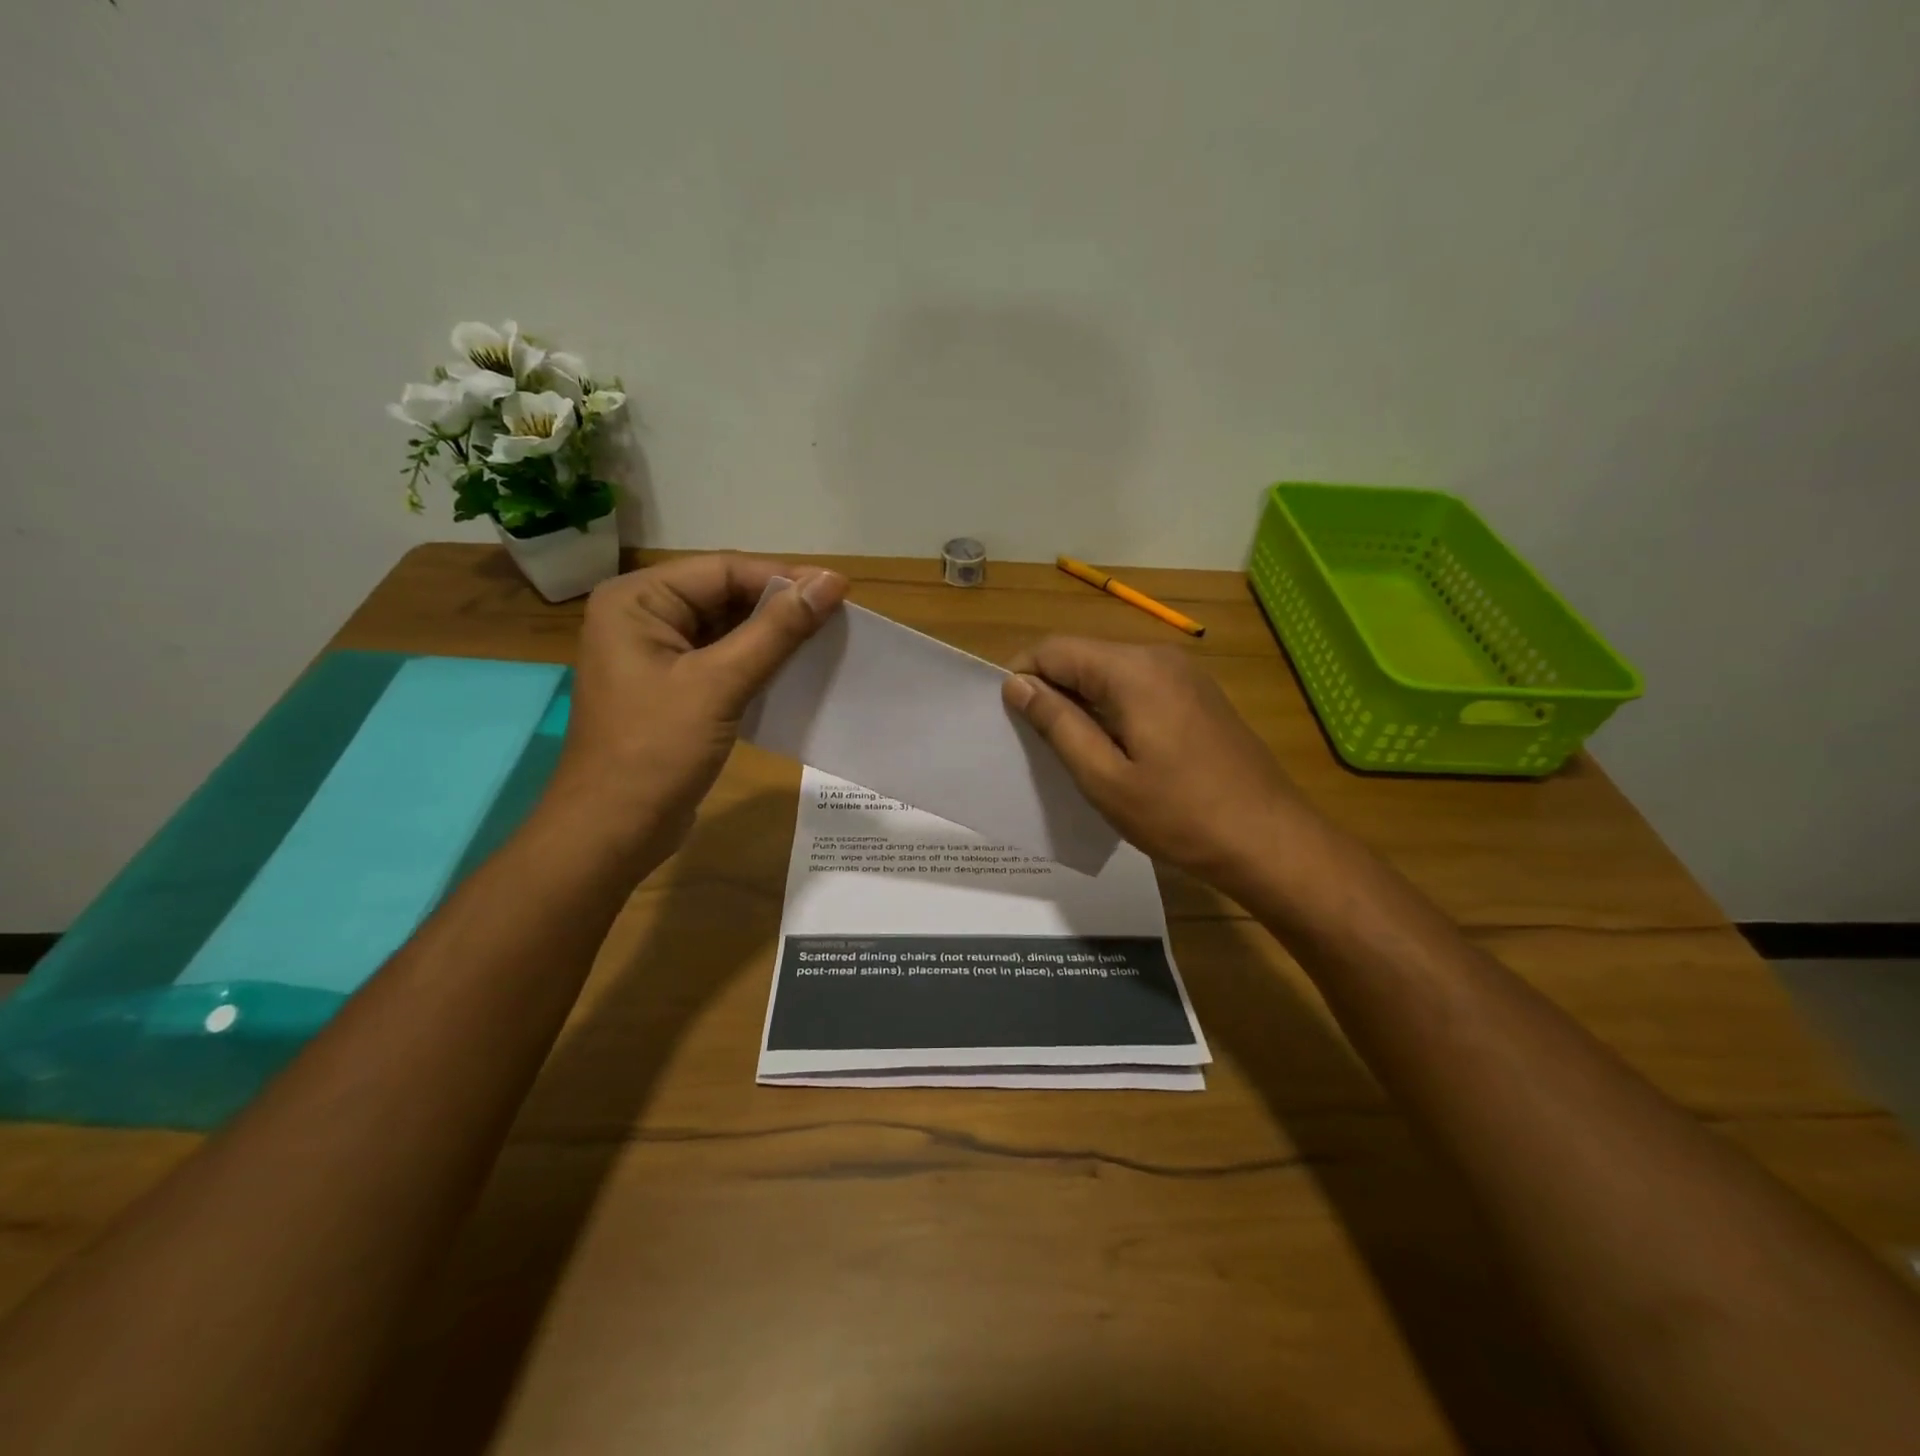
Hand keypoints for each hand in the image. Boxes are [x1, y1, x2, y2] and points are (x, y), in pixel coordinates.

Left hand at [542, 555, 846, 859]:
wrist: (613, 832)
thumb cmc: (656, 751)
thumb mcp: (720, 684)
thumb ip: (777, 630)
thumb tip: (832, 582)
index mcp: (637, 600)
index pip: (722, 570)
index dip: (783, 577)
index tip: (840, 591)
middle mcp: (642, 617)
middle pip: (724, 596)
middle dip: (780, 607)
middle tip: (839, 618)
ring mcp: (657, 655)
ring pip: (728, 630)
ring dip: (774, 637)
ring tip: (828, 641)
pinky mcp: (674, 689)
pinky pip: (723, 661)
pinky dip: (759, 664)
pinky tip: (797, 671)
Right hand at [1002, 638, 1312, 885]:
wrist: (1269, 840)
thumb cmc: (1180, 815)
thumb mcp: (1104, 777)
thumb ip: (1057, 724)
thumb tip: (1016, 684)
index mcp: (1133, 670)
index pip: (1054, 649)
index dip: (1021, 677)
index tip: (1005, 719)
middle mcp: (1159, 658)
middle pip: (1083, 657)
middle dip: (1050, 691)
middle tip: (1033, 743)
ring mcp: (1184, 676)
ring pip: (1110, 674)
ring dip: (1081, 703)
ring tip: (1068, 752)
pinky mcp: (1198, 697)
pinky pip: (1138, 689)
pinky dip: (1112, 710)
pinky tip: (1111, 751)